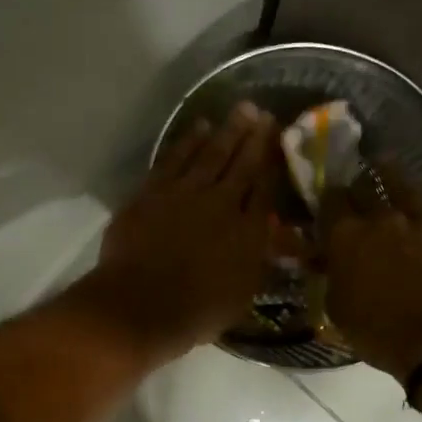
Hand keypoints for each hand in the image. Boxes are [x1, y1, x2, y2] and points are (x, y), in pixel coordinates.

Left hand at [87, 102, 278, 357]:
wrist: (141, 306)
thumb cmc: (197, 312)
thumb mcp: (243, 292)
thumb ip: (258, 256)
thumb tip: (271, 231)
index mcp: (249, 231)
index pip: (266, 186)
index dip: (273, 160)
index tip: (280, 137)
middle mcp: (221, 203)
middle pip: (242, 163)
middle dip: (254, 136)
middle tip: (263, 112)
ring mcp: (185, 193)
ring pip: (210, 153)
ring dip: (226, 131)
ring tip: (240, 110)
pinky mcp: (153, 191)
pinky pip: (175, 158)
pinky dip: (188, 141)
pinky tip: (199, 128)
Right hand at [323, 166, 421, 383]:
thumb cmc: (380, 333)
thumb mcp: (339, 309)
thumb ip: (332, 277)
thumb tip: (329, 262)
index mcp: (346, 236)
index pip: (330, 200)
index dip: (328, 199)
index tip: (328, 203)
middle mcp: (382, 217)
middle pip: (365, 185)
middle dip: (358, 186)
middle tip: (357, 191)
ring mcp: (421, 219)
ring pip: (403, 185)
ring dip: (392, 178)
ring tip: (387, 171)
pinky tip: (421, 205)